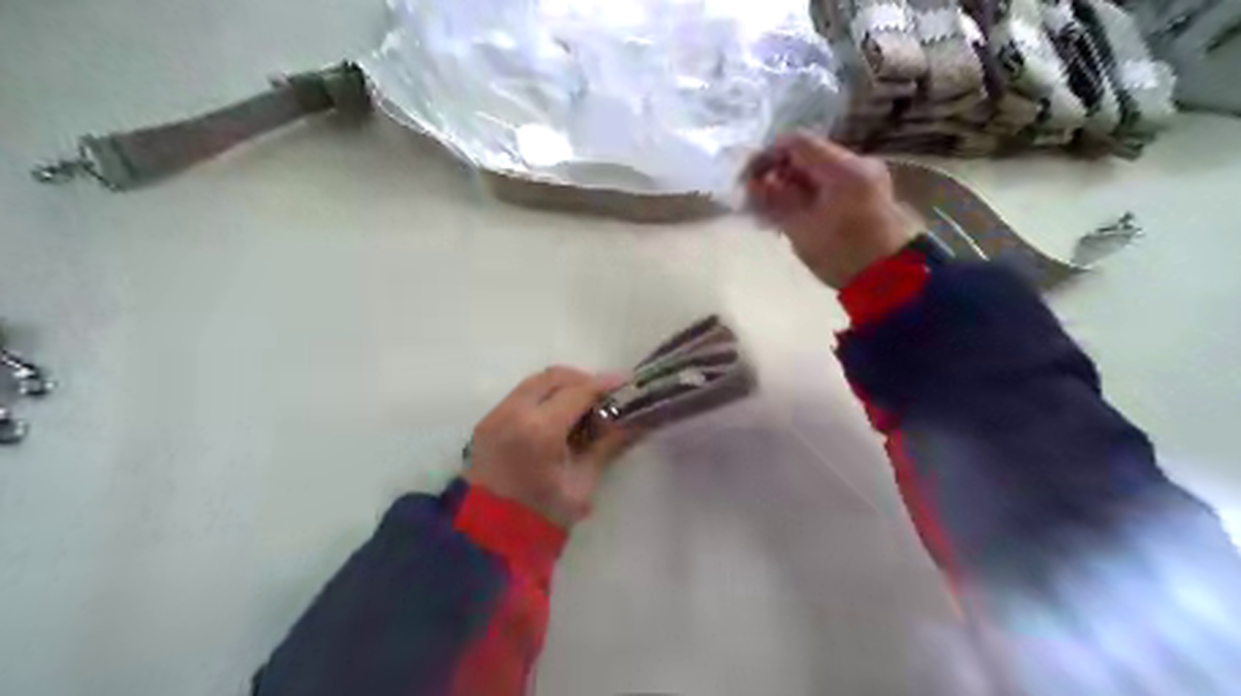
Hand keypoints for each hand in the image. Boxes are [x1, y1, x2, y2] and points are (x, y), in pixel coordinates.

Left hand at [470, 365, 634, 526]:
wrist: (485, 540)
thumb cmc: (540, 519)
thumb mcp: (581, 484)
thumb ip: (607, 447)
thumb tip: (633, 422)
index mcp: (540, 429)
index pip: (579, 391)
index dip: (606, 384)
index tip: (628, 382)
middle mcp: (514, 412)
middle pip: (554, 377)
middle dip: (583, 380)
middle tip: (605, 395)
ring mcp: (495, 415)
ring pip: (535, 382)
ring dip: (562, 386)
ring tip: (583, 404)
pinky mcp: (486, 422)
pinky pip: (520, 396)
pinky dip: (543, 396)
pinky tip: (558, 415)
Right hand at [741, 132, 915, 286]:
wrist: (891, 281)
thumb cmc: (841, 254)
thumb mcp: (801, 228)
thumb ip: (775, 200)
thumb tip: (754, 183)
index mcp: (842, 167)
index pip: (797, 142)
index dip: (768, 156)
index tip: (749, 179)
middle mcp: (858, 164)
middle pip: (809, 156)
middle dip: (779, 175)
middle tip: (758, 200)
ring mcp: (867, 179)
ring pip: (819, 173)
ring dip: (793, 188)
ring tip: (772, 213)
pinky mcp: (870, 196)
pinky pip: (832, 186)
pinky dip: (810, 196)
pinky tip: (795, 217)